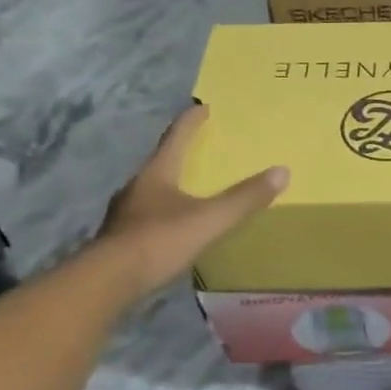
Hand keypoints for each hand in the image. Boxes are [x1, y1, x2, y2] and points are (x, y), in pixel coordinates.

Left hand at [98, 105, 287, 298]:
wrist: (108, 281)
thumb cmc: (159, 240)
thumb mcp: (210, 219)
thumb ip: (244, 198)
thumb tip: (282, 171)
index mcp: (157, 173)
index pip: (176, 138)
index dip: (191, 121)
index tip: (204, 107)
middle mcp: (137, 186)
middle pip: (162, 162)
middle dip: (183, 154)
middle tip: (203, 149)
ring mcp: (126, 213)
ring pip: (153, 190)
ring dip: (173, 185)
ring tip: (192, 189)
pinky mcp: (122, 238)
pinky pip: (149, 216)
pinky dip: (166, 213)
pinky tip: (175, 226)